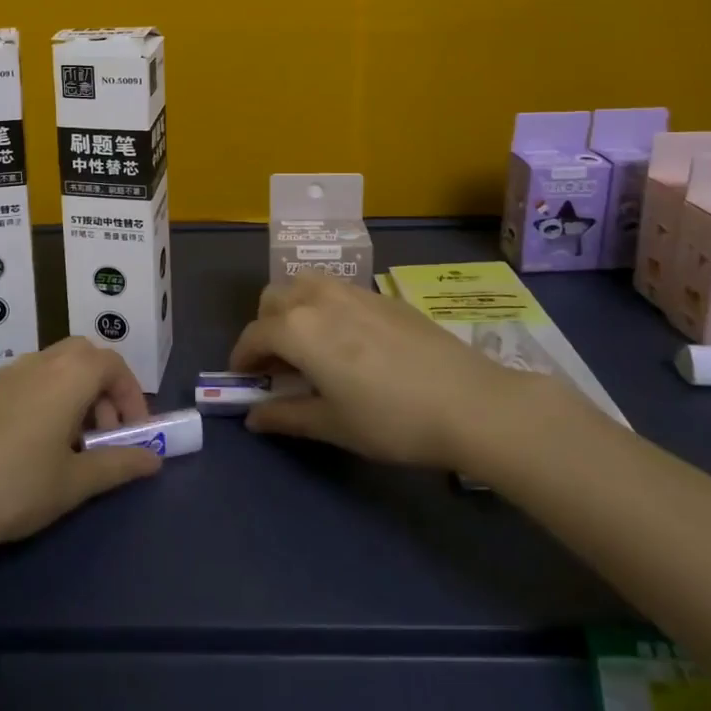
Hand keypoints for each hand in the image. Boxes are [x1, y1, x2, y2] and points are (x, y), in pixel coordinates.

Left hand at [0, 337, 160, 559]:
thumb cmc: (11, 486)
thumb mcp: (72, 483)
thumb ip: (117, 465)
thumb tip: (154, 459)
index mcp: (69, 375)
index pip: (114, 365)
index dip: (132, 397)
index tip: (135, 436)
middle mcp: (42, 361)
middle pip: (87, 358)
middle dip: (106, 392)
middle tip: (106, 438)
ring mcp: (12, 372)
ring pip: (60, 367)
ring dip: (80, 396)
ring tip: (75, 448)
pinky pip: (35, 379)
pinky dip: (53, 398)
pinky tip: (40, 445)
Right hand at [229, 275, 582, 474]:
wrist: (468, 401)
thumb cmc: (391, 419)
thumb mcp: (333, 425)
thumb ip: (285, 416)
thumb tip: (252, 417)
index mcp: (298, 328)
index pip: (254, 335)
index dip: (242, 357)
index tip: (243, 379)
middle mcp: (318, 298)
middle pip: (273, 299)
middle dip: (265, 327)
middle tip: (277, 364)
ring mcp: (351, 290)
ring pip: (304, 285)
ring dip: (292, 308)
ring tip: (308, 345)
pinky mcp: (380, 294)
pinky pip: (334, 289)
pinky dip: (322, 306)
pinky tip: (346, 340)